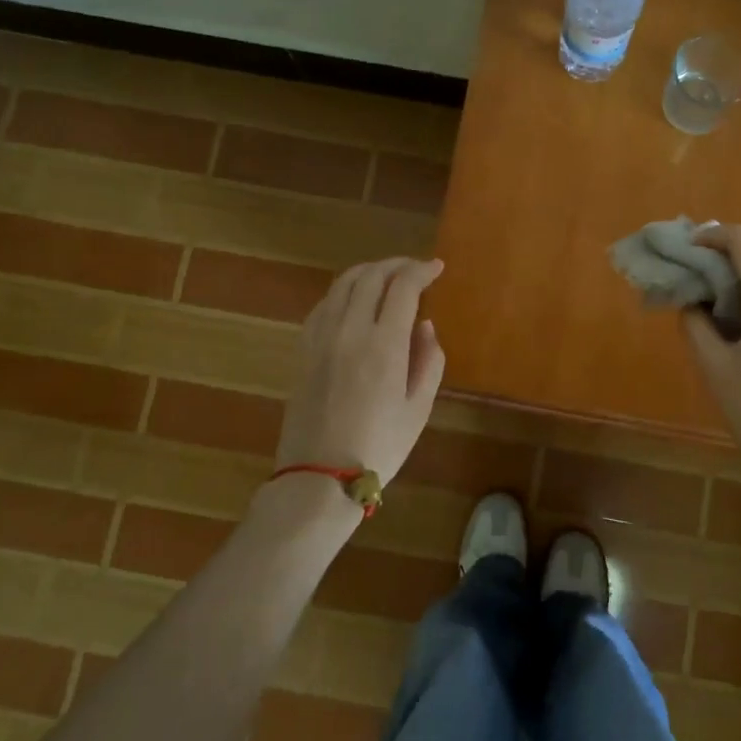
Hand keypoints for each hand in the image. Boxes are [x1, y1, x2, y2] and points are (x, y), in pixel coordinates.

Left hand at [275, 257, 446, 487]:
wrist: (320, 476)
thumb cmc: (379, 445)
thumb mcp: (419, 407)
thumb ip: (429, 360)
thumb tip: (424, 326)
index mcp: (383, 344)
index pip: (403, 286)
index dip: (422, 270)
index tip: (437, 268)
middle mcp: (349, 330)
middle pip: (371, 276)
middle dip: (397, 265)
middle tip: (415, 268)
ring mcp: (321, 337)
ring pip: (343, 283)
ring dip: (369, 271)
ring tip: (387, 277)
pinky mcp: (303, 348)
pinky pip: (324, 304)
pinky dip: (344, 291)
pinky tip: (355, 301)